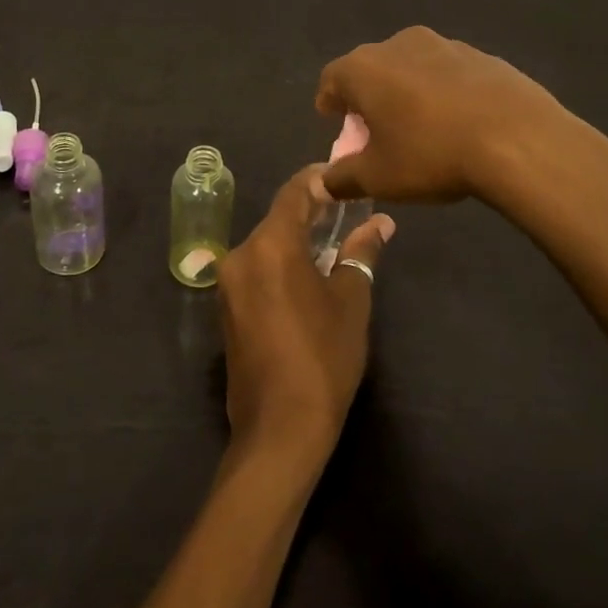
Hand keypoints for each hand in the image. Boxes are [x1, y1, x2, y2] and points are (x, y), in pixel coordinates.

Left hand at [217, 166, 393, 469]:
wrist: (278, 429)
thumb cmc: (323, 357)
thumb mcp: (351, 300)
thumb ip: (360, 253)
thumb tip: (380, 223)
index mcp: (270, 245)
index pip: (293, 193)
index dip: (318, 180)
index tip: (342, 178)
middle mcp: (241, 255)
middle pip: (277, 219)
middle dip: (310, 212)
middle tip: (346, 211)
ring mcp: (229, 284)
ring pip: (266, 246)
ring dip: (295, 240)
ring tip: (332, 241)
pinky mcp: (227, 310)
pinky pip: (256, 270)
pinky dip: (280, 264)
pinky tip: (307, 276)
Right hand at [315, 26, 607, 207]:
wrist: (518, 138)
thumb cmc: (431, 154)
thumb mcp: (378, 177)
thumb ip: (343, 177)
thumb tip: (324, 182)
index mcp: (363, 68)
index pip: (331, 78)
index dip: (329, 101)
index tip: (335, 121)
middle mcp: (398, 44)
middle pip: (370, 69)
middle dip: (367, 97)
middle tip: (375, 129)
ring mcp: (443, 44)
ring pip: (410, 66)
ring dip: (406, 91)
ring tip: (419, 126)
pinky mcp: (481, 55)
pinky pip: (447, 72)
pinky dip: (442, 91)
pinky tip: (457, 122)